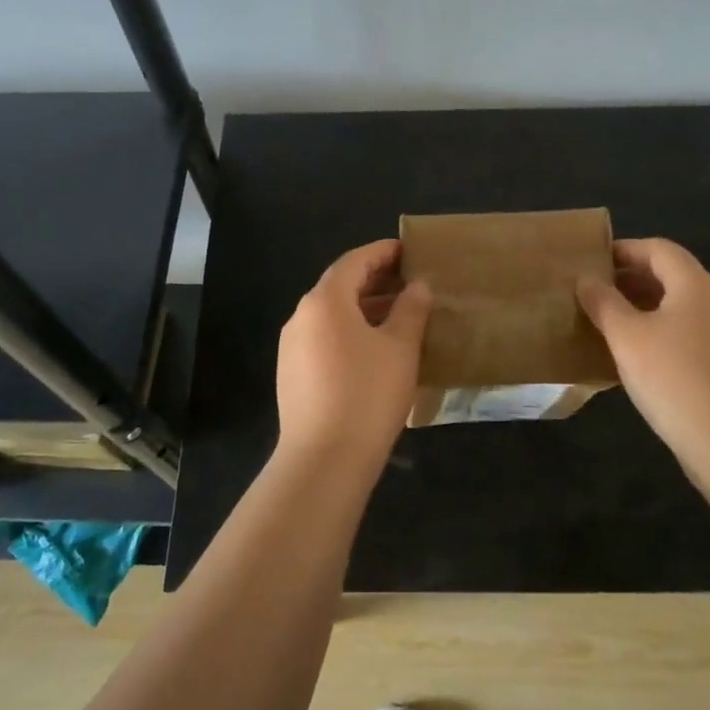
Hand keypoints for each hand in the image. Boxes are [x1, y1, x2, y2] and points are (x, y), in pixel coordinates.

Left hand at [276, 239, 432, 468]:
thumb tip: (418, 285)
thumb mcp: (400, 347)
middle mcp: (301, 316)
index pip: (354, 261)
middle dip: (375, 281)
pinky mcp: (291, 374)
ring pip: (331, 315)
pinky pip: (324, 339)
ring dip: (363, 309)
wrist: (324, 459)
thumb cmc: (367, 393)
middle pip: (339, 286)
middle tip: (409, 283)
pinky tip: (374, 351)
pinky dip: (349, 333)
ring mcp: (291, 347)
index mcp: (325, 300)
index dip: (383, 253)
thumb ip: (411, 309)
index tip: (408, 251)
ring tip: (398, 318)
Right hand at [578, 238, 709, 470]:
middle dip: (631, 279)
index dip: (624, 250)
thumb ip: (603, 303)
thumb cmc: (673, 378)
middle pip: (671, 276)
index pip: (658, 249)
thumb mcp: (626, 337)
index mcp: (695, 285)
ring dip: (643, 307)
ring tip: (608, 323)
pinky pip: (687, 335)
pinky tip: (636, 358)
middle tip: (593, 292)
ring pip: (678, 308)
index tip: (592, 261)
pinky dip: (659, 333)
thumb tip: (586, 280)